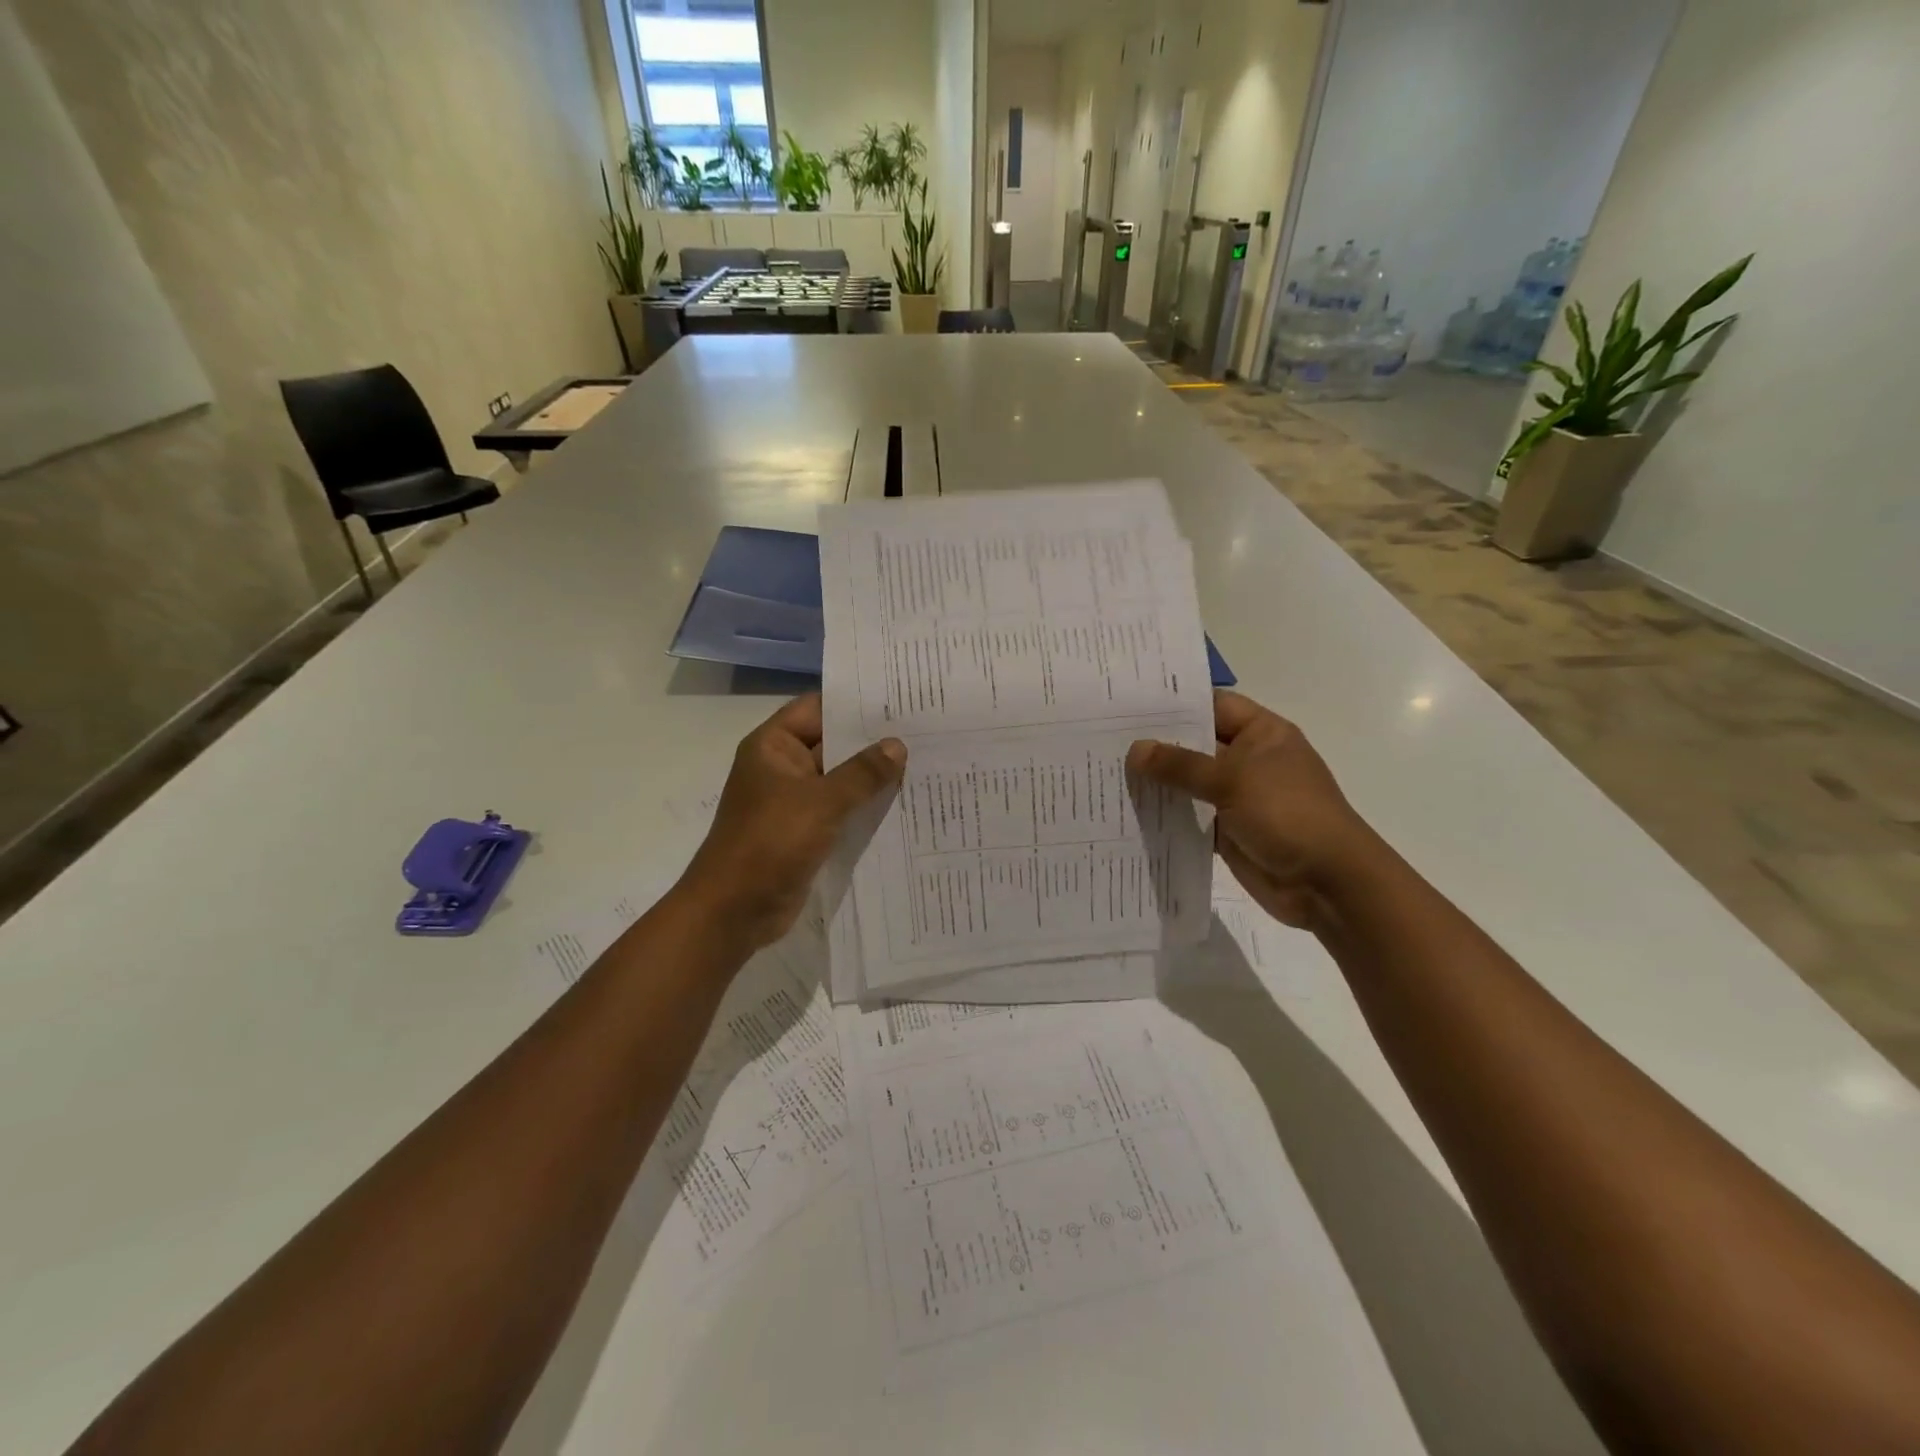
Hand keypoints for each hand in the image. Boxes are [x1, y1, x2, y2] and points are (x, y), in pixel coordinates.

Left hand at [677, 694, 904, 952]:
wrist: (734, 910)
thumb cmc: (770, 843)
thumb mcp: (821, 802)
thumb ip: (862, 773)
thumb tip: (897, 746)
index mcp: (774, 746)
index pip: (818, 707)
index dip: (856, 702)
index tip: (901, 698)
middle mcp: (784, 767)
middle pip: (833, 742)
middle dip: (874, 740)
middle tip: (925, 731)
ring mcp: (795, 801)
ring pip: (841, 779)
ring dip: (874, 776)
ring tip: (926, 762)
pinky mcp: (806, 831)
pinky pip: (841, 810)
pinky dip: (866, 806)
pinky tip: (905, 803)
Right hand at [1127, 691, 1378, 930]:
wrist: (1326, 883)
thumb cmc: (1288, 814)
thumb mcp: (1233, 780)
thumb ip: (1181, 765)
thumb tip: (1135, 750)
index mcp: (1261, 734)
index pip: (1212, 705)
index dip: (1175, 704)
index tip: (1128, 703)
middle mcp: (1248, 760)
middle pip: (1196, 744)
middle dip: (1157, 744)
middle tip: (1104, 737)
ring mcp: (1238, 797)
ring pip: (1189, 782)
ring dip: (1157, 782)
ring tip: (1106, 771)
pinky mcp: (1227, 831)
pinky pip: (1190, 816)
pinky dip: (1165, 815)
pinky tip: (1128, 810)